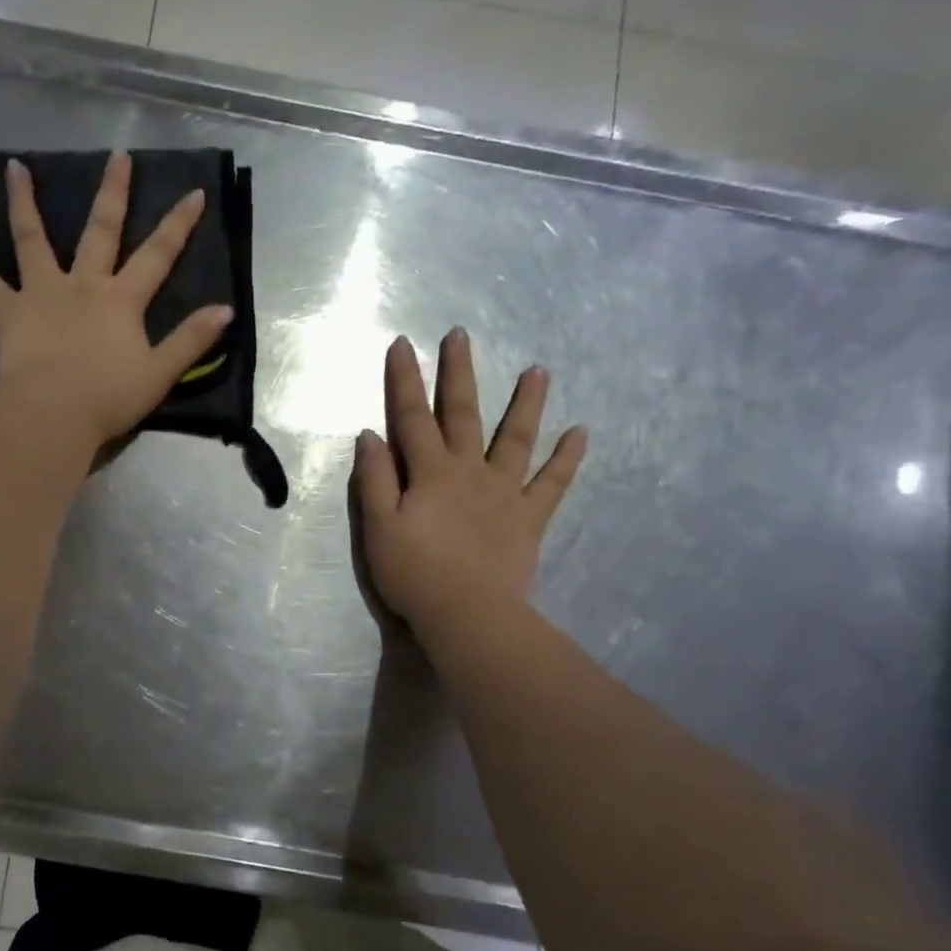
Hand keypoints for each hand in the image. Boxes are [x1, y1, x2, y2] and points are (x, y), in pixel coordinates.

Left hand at [0, 151, 233, 452]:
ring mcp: (41, 293)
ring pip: (32, 239)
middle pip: (100, 231)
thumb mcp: (160, 373)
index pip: (158, 255)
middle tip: (117, 156)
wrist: (53, 413)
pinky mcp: (6, 311)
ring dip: (24, 202)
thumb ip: (191, 340)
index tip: (193, 192)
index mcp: (122, 300)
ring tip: (14, 167)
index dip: (178, 224)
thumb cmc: (108, 398)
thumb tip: (226, 310)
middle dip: (113, 193)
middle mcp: (83, 284)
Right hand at [352, 329, 586, 629]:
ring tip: (539, 370)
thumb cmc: (414, 573)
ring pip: (515, 438)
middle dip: (458, 373)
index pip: (411, 417)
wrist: (469, 615)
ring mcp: (504, 492)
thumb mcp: (378, 527)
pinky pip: (552, 484)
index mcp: (430, 472)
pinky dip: (567, 459)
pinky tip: (581, 433)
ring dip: (526, 403)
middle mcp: (469, 471)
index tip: (402, 344)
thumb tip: (369, 435)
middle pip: (462, 414)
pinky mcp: (529, 518)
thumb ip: (374, 480)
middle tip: (461, 335)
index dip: (403, 380)